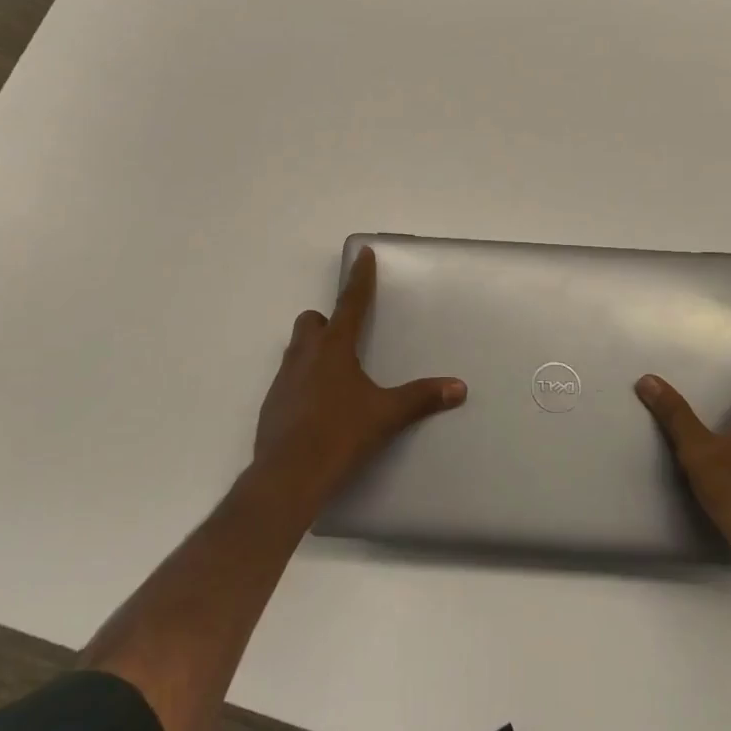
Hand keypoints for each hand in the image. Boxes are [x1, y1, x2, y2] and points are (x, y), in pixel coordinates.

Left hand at [252, 246, 466, 511]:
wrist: (288, 476)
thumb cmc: (340, 435)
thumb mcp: (386, 415)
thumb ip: (421, 398)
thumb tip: (458, 387)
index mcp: (333, 348)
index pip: (350, 303)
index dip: (360, 278)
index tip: (363, 254)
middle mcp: (304, 356)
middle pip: (310, 322)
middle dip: (325, 322)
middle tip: (346, 339)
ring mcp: (283, 380)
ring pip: (296, 349)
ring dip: (312, 351)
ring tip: (335, 375)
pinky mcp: (272, 405)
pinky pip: (288, 380)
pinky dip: (302, 382)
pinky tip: (318, 407)